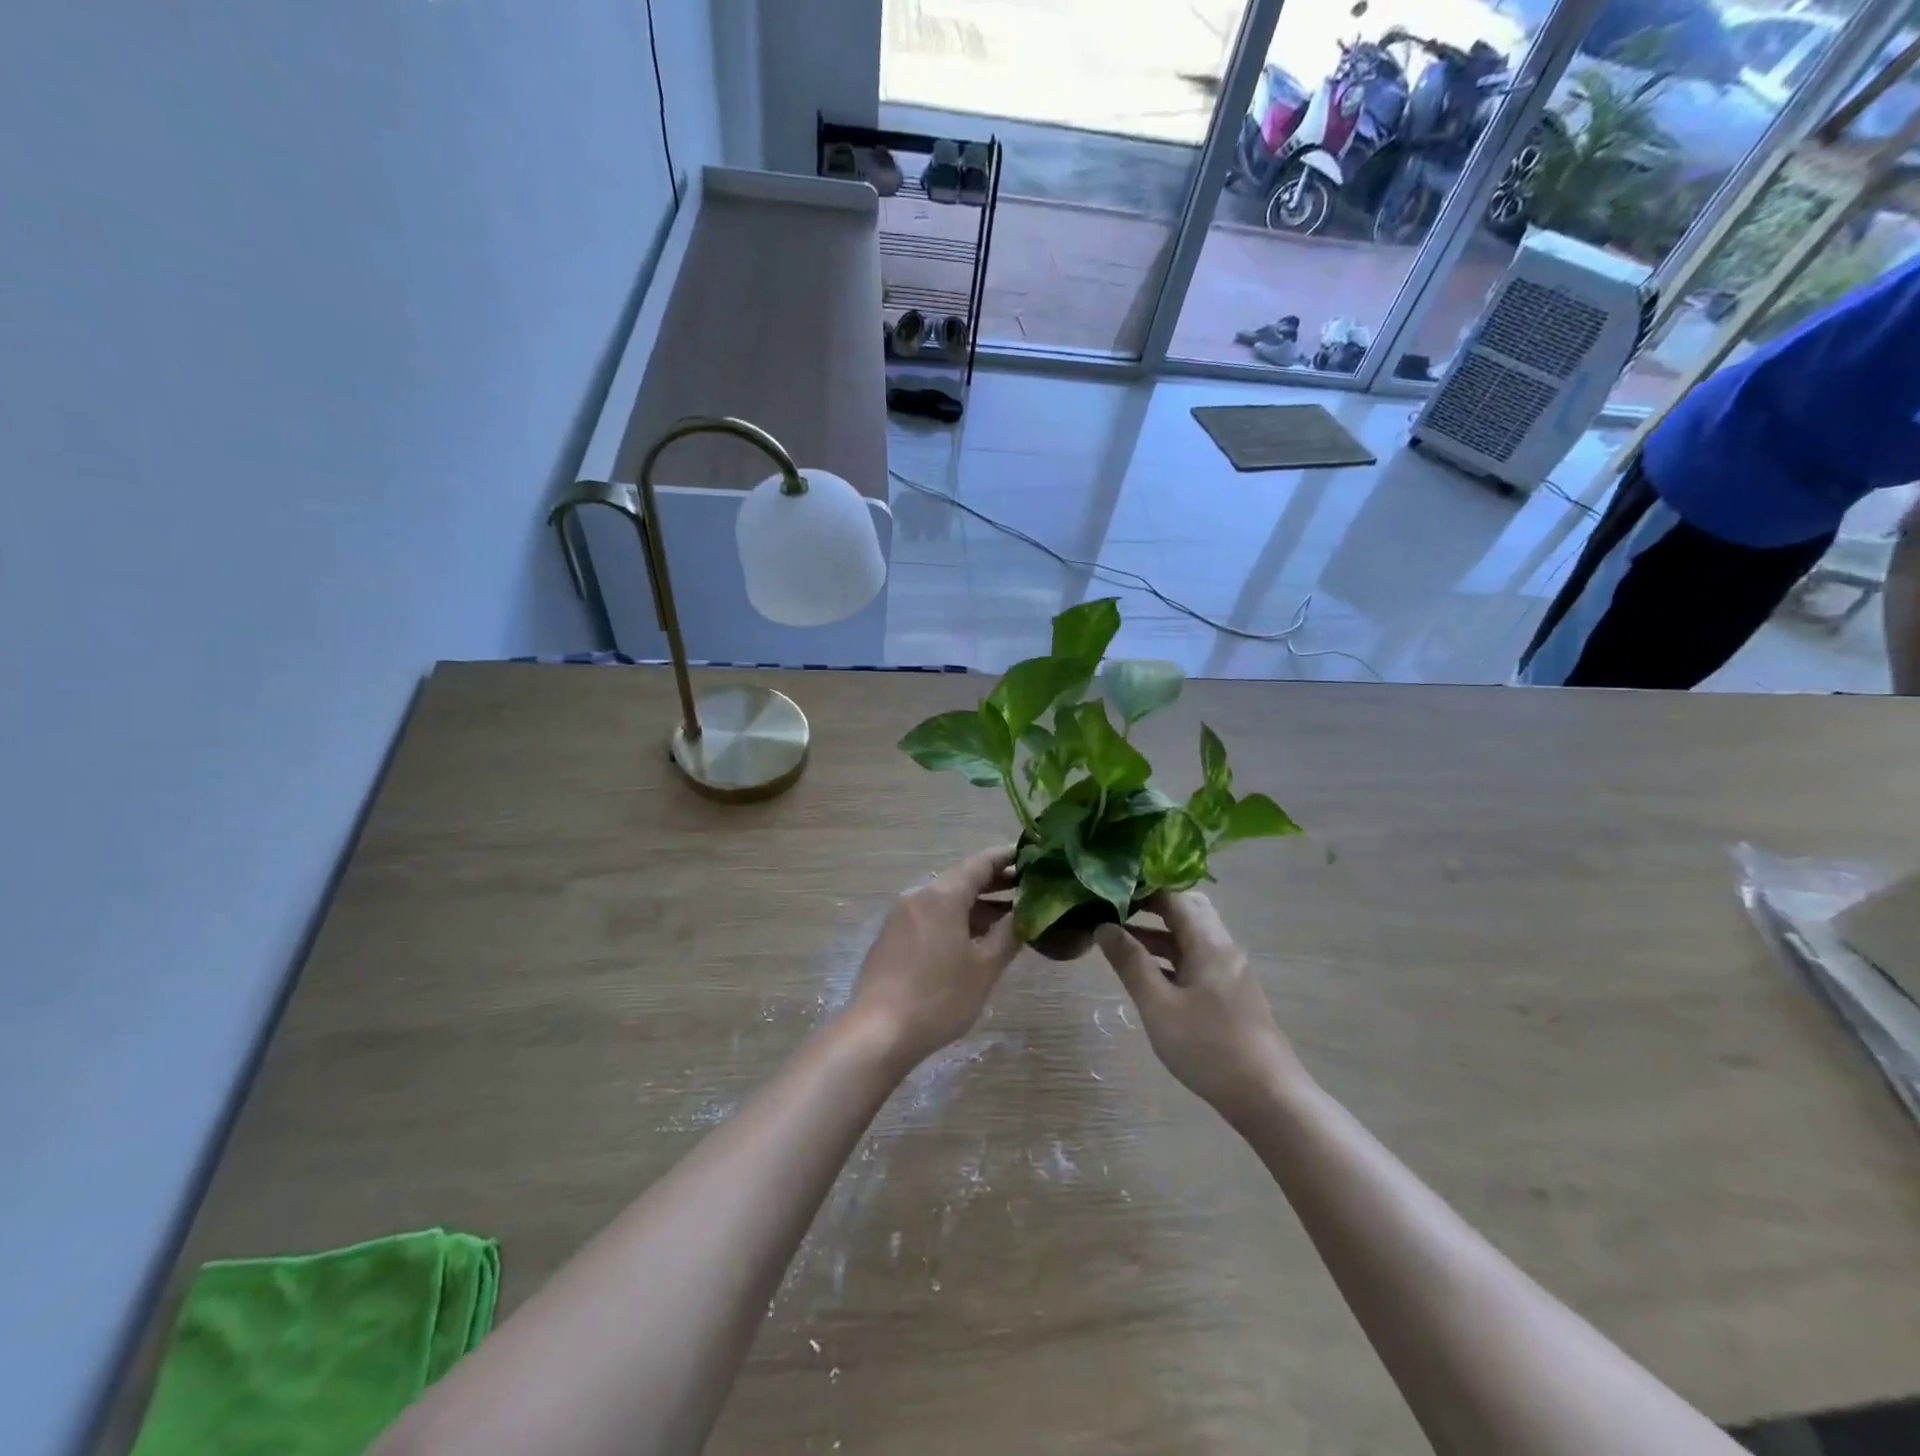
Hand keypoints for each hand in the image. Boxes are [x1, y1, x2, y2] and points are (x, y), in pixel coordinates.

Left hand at [846, 847, 1019, 1070]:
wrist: (877, 1032)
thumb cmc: (939, 997)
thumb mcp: (984, 968)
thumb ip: (1009, 934)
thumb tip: (1026, 913)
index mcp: (942, 895)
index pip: (980, 863)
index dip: (1007, 857)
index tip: (1032, 855)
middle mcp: (918, 896)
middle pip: (962, 880)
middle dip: (995, 884)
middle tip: (1029, 889)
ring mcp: (901, 917)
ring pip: (946, 901)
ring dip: (976, 906)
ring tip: (1008, 919)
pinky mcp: (891, 938)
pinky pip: (930, 918)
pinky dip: (955, 920)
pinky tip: (973, 940)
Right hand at [1095, 891, 1302, 1121]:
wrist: (1268, 1097)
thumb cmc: (1208, 1047)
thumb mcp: (1158, 1005)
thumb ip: (1130, 963)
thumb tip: (1103, 926)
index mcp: (1208, 943)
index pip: (1174, 895)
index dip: (1141, 887)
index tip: (1108, 888)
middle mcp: (1222, 947)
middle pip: (1187, 909)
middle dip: (1150, 905)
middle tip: (1114, 909)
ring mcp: (1229, 970)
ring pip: (1191, 935)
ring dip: (1158, 932)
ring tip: (1119, 939)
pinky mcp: (1230, 992)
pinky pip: (1196, 957)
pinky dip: (1170, 954)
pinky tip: (1147, 972)